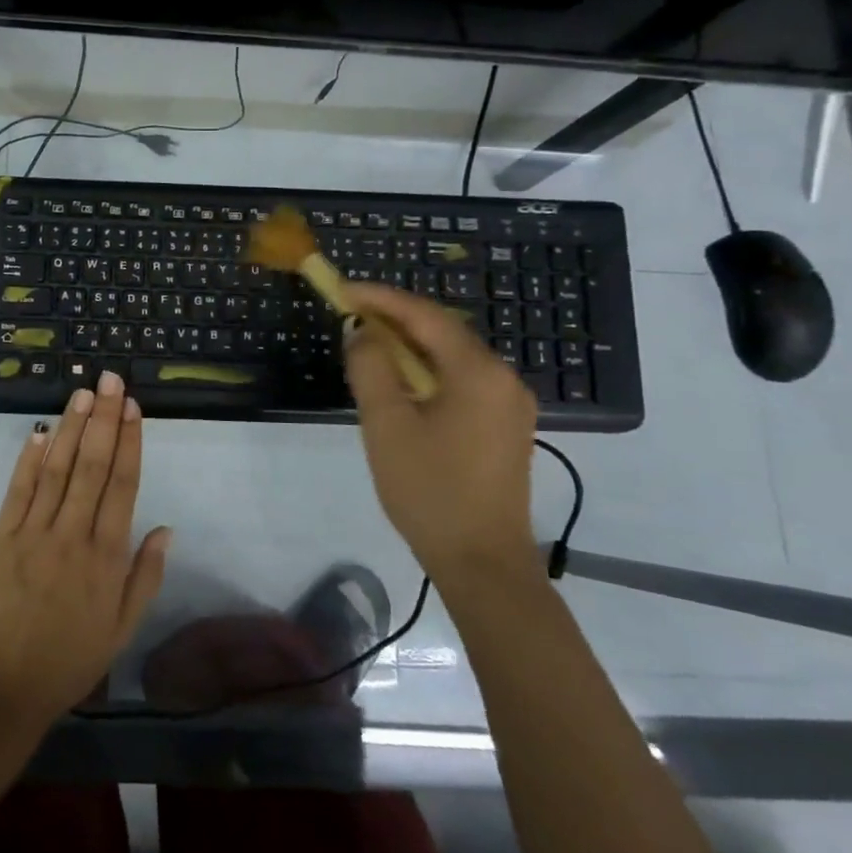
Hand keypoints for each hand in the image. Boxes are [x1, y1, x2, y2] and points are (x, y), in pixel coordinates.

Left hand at [0, 372, 173, 735]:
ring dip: (72, 427)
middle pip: (93, 465)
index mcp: (107, 557)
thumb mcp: (122, 628)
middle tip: (110, 380)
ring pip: (58, 468)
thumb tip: (166, 527)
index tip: (133, 407)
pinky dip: (31, 457)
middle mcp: (73, 535)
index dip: (130, 441)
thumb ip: (146, 576)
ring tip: (83, 392)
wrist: (4, 686)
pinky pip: (19, 489)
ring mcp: (34, 532)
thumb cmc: (71, 659)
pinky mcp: (2, 536)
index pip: (123, 484)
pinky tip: (42, 430)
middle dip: (104, 419)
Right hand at [341, 284, 538, 586]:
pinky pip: (462, 380)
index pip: (425, 315)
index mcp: (478, 372)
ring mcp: (509, 403)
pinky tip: (401, 381)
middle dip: (395, 318)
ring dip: (410, 344)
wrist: (482, 562)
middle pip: (444, 331)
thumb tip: (363, 331)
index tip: (342, 290)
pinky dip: (427, 369)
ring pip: (452, 356)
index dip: (381, 298)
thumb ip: (371, 368)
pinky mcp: (505, 426)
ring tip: (368, 344)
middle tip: (350, 314)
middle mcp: (503, 378)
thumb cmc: (429, 490)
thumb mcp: (386, 425)